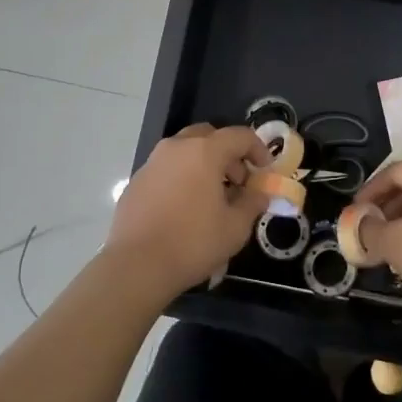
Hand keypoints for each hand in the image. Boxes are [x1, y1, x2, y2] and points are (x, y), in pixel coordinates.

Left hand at [107, 123, 269, 303]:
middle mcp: (176, 148)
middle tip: (238, 181)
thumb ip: (252, 203)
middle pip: (209, 136)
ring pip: (185, 151)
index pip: (239, 136)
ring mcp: (152, 162)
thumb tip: (259, 194)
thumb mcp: (235, 227)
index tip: (265, 170)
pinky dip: (182, 177)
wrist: (136, 265)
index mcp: (204, 151)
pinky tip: (184, 208)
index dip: (258, 149)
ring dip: (203, 164)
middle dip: (228, 154)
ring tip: (212, 197)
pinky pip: (166, 169)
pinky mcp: (136, 181)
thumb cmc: (193, 242)